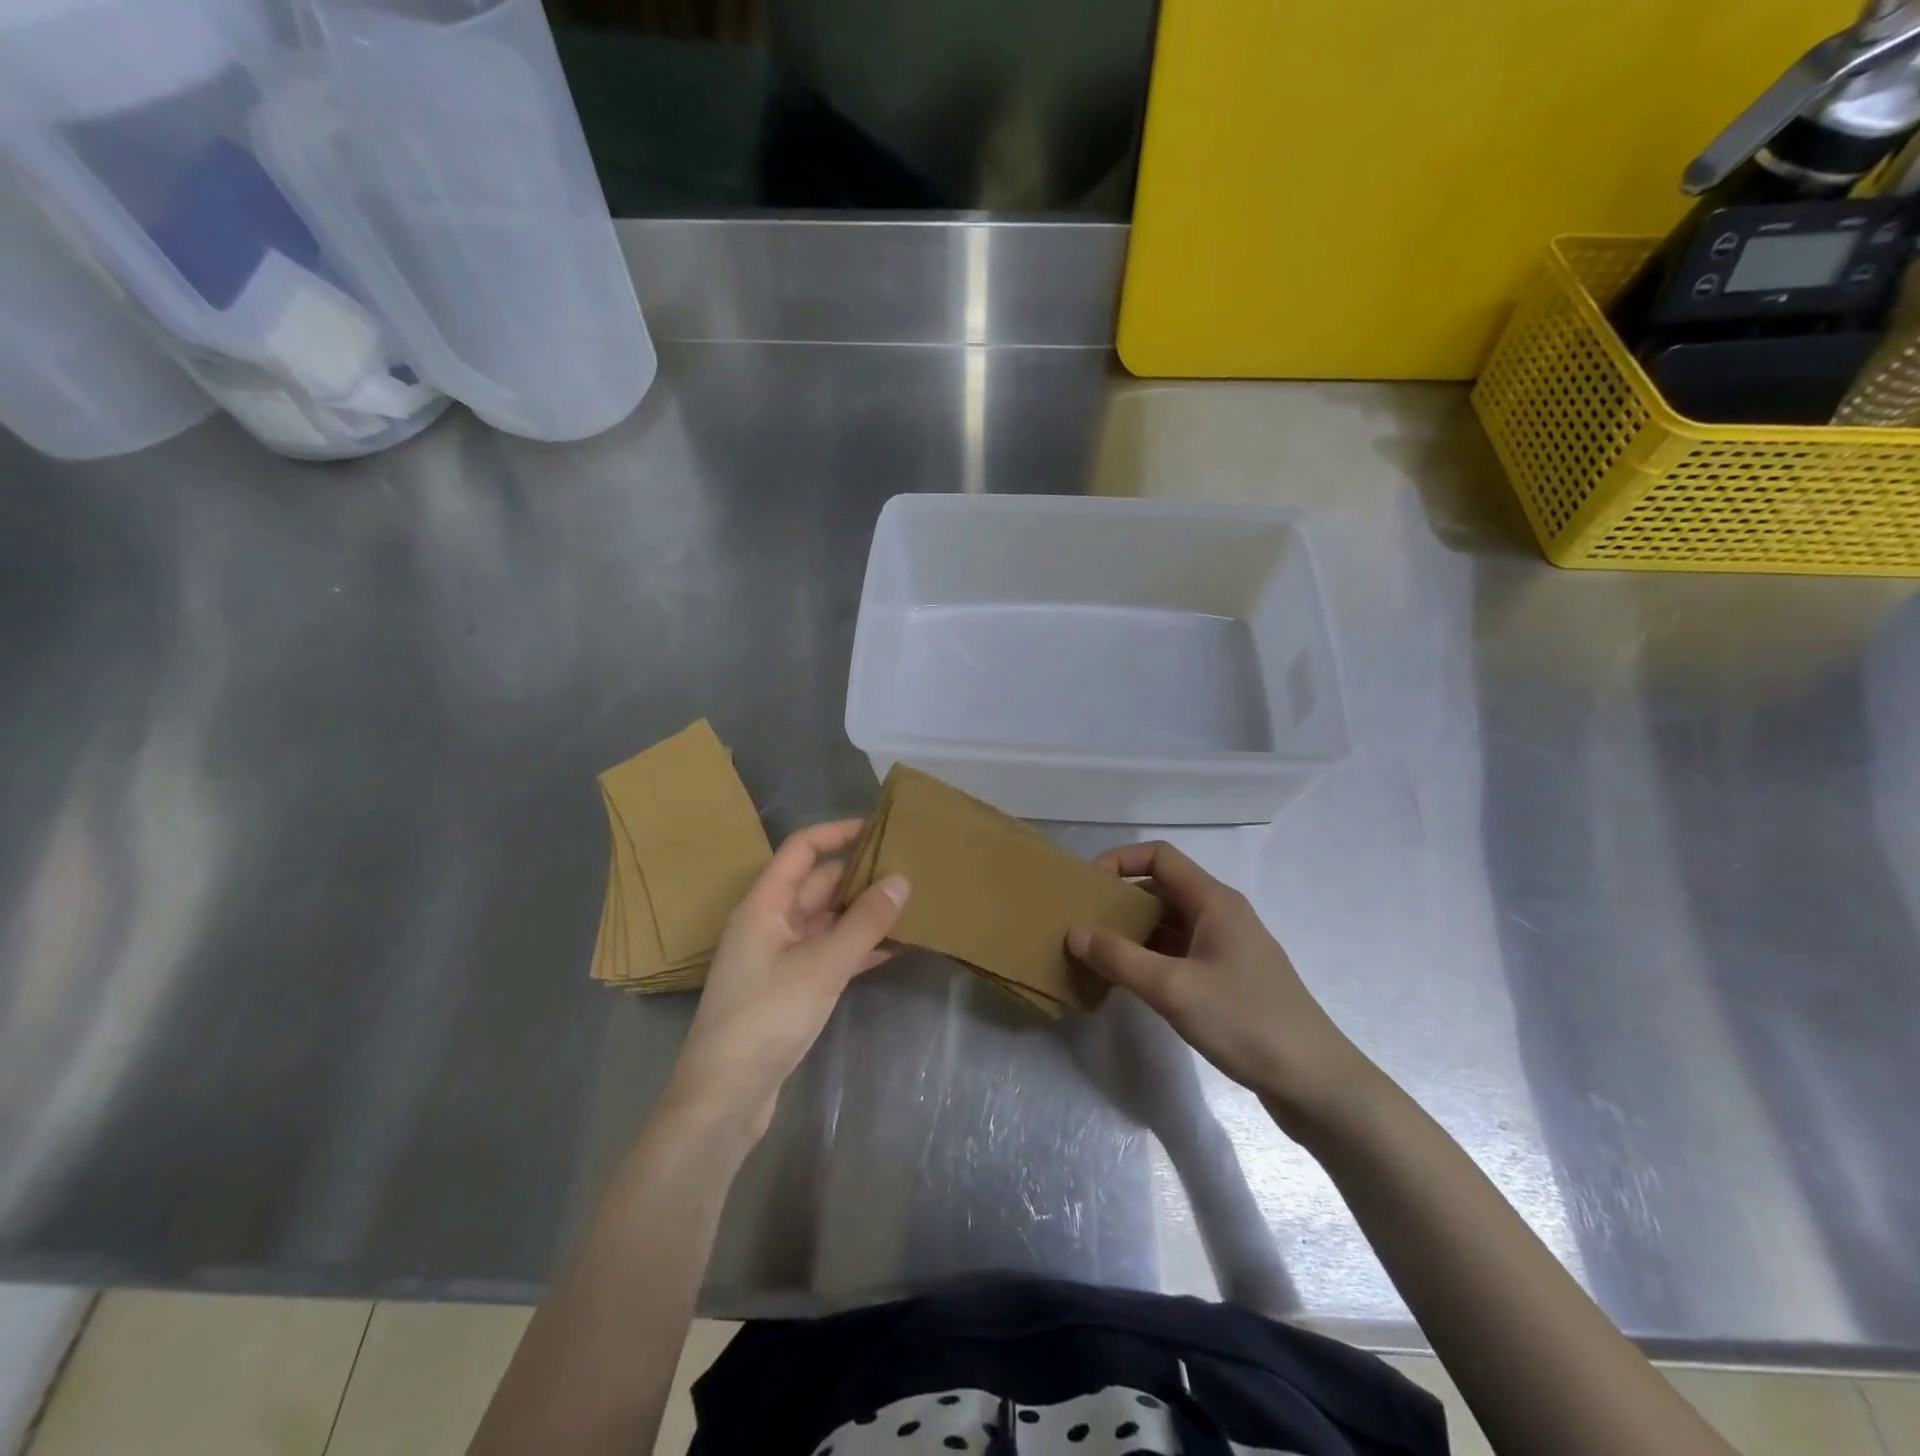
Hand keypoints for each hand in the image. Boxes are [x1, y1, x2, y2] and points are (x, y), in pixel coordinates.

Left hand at [664, 820, 907, 1141]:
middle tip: (909, 867)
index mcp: (764, 905)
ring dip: (863, 913)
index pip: (801, 850)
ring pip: (827, 920)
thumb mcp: (821, 965)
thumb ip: (864, 922)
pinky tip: (895, 947)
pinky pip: (830, 953)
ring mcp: (780, 957)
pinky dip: (858, 947)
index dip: (837, 832)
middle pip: (818, 884)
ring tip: (911, 902)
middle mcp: (770, 923)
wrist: (725, 1098)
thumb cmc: (766, 1017)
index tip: (880, 827)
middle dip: (859, 874)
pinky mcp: (791, 988)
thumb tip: (901, 879)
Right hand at [1068, 842, 1374, 1133]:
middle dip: (1121, 900)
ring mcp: (1226, 948)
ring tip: (1094, 951)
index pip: (1160, 856)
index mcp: (1214, 901)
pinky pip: (1179, 953)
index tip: (1087, 887)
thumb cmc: (1245, 1022)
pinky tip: (1126, 980)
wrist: (1315, 1082)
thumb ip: (1119, 958)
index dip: (1120, 860)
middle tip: (1082, 922)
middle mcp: (1221, 915)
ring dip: (1133, 932)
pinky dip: (1149, 958)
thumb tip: (1074, 932)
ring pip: (1169, 924)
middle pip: (1162, 888)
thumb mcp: (1173, 989)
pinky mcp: (1228, 979)